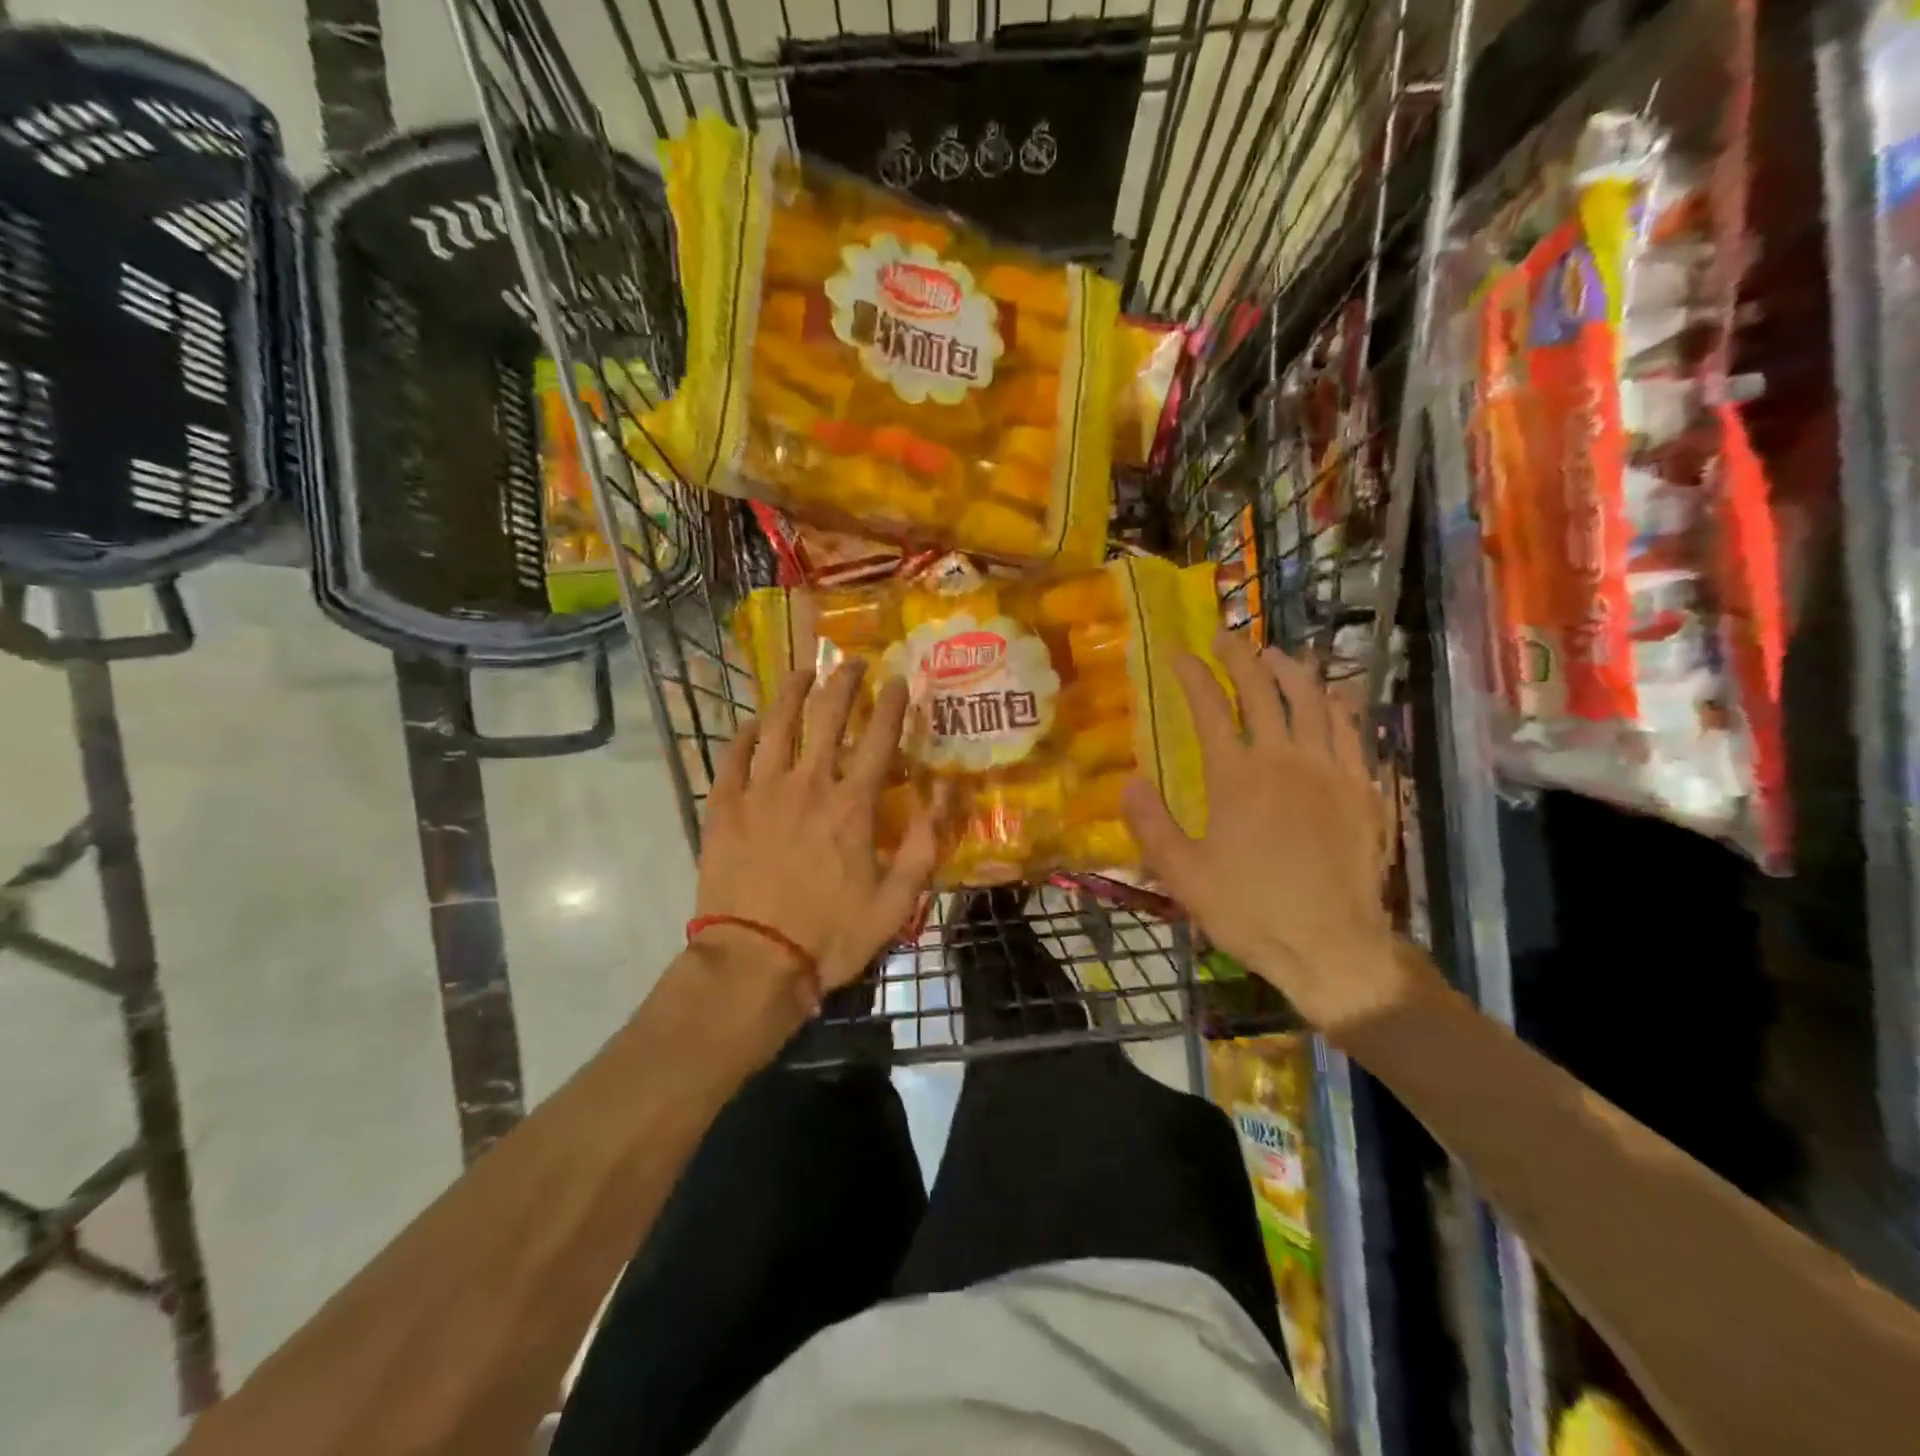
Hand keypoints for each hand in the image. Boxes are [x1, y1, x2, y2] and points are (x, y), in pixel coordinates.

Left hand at [694, 660, 936, 1005]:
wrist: (754, 962)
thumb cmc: (831, 935)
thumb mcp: (897, 900)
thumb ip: (925, 844)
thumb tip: (946, 792)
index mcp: (852, 806)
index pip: (879, 739)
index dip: (892, 705)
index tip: (900, 679)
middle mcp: (808, 784)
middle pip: (827, 718)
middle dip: (843, 684)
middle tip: (851, 662)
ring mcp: (760, 792)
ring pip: (778, 726)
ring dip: (793, 694)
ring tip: (803, 671)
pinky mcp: (723, 807)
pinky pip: (733, 757)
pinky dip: (744, 734)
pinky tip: (752, 722)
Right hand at [1122, 632, 1408, 1032]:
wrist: (1332, 946)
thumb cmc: (1250, 911)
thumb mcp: (1183, 875)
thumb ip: (1151, 824)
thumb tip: (1129, 781)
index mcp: (1237, 777)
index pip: (1209, 707)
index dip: (1190, 674)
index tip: (1175, 653)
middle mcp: (1285, 759)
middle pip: (1262, 690)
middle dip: (1239, 656)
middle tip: (1224, 637)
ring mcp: (1331, 770)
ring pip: (1313, 700)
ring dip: (1290, 670)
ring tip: (1274, 654)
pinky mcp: (1364, 788)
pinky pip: (1351, 730)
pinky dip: (1335, 703)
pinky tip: (1327, 698)